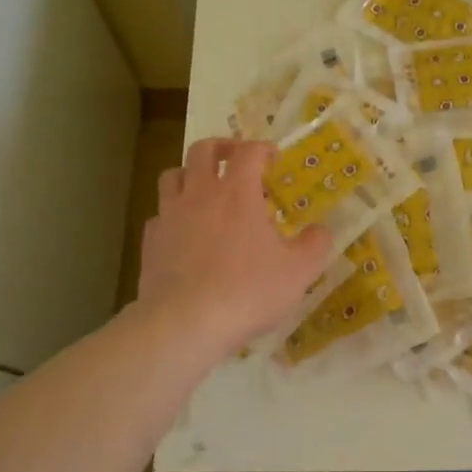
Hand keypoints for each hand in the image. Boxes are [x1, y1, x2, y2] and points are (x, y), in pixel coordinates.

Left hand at [136, 137, 333, 361]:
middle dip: (221, 147)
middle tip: (235, 158)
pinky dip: (172, 215)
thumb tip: (321, 230)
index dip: (262, 148)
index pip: (248, 152)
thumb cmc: (247, 291)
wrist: (185, 324)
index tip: (273, 158)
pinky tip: (183, 232)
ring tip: (204, 189)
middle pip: (202, 150)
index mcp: (237, 192)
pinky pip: (159, 216)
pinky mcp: (150, 242)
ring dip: (190, 174)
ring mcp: (169, 216)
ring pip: (172, 176)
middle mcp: (199, 194)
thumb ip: (315, 245)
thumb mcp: (298, 271)